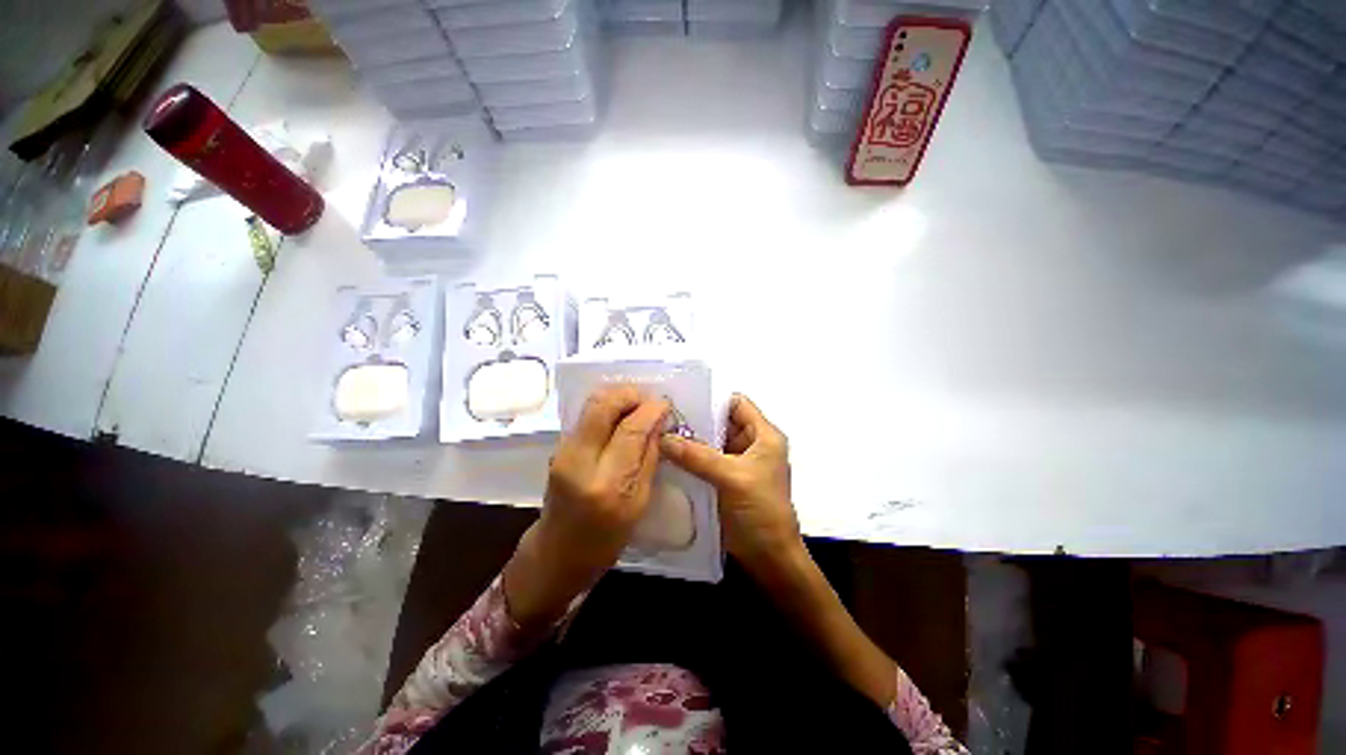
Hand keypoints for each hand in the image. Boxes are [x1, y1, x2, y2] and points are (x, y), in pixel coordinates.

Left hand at [505, 386, 668, 627]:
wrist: (557, 552)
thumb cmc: (605, 540)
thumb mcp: (639, 504)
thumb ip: (648, 459)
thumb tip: (658, 423)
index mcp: (606, 484)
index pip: (630, 430)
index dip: (650, 410)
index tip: (665, 404)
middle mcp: (579, 461)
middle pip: (603, 405)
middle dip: (630, 394)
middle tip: (650, 399)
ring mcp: (563, 451)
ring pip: (591, 404)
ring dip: (619, 398)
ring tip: (639, 406)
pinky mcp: (558, 447)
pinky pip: (586, 415)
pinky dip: (608, 408)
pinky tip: (622, 417)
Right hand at [659, 394, 800, 575]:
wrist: (769, 557)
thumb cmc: (761, 510)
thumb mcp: (731, 477)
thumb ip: (697, 456)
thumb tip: (663, 437)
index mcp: (764, 436)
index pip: (737, 404)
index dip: (712, 399)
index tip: (681, 398)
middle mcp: (751, 444)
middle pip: (721, 422)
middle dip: (695, 420)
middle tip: (662, 416)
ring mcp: (738, 463)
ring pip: (711, 442)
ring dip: (690, 440)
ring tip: (659, 433)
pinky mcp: (726, 480)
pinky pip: (705, 461)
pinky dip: (690, 458)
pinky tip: (667, 456)